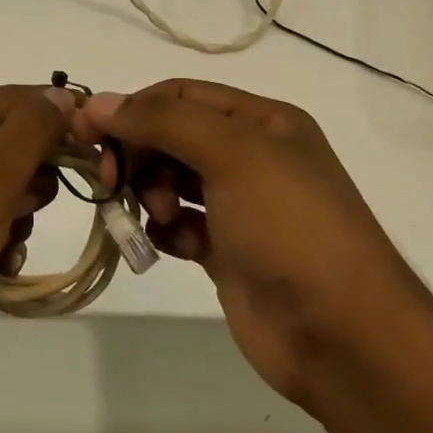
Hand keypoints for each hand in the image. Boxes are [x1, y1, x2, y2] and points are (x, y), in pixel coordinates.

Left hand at [0, 85, 72, 379]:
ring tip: (9, 241)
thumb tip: (62, 95)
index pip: (6, 101)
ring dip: (17, 212)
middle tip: (32, 205)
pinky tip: (1, 264)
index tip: (97, 138)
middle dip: (29, 176)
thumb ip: (29, 132)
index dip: (52, 115)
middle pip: (2, 142)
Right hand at [73, 79, 432, 405]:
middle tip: (115, 181)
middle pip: (170, 136)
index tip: (89, 131)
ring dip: (151, 193)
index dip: (133, 108)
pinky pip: (177, 224)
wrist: (343, 336)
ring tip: (160, 217)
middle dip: (140, 154)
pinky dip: (168, 230)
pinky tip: (179, 246)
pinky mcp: (226, 250)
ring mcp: (238, 206)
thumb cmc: (290, 228)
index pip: (180, 95)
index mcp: (262, 122)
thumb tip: (98, 102)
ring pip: (169, 180)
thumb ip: (162, 121)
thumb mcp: (232, 155)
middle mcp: (250, 156)